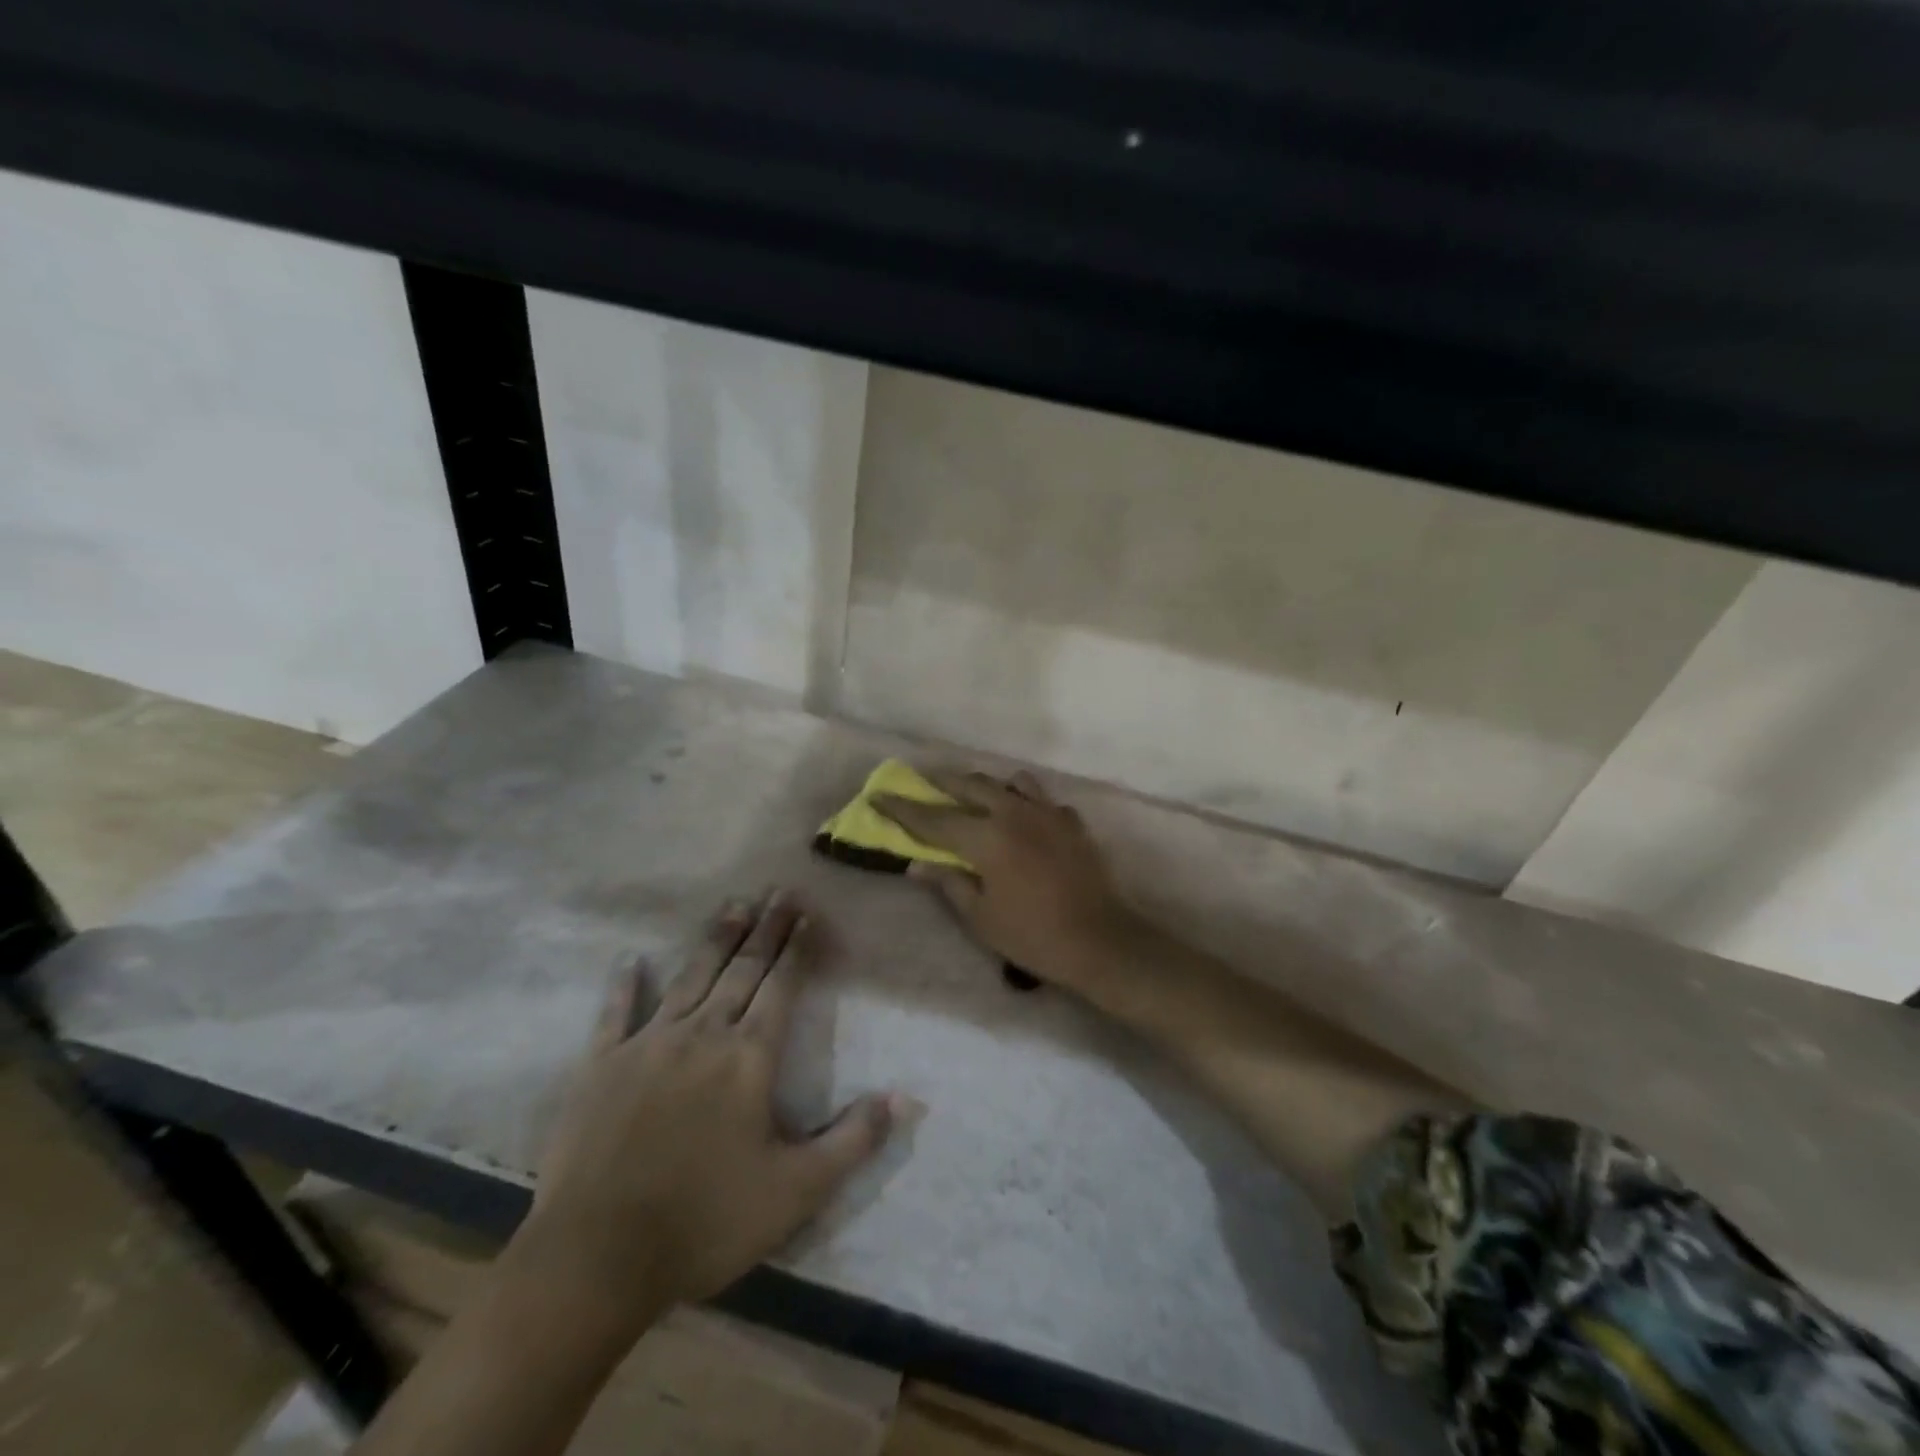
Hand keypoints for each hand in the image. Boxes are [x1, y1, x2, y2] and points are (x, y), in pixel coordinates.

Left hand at [515, 892, 899, 1344]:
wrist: (595, 1259)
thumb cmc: (706, 1222)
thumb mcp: (797, 1191)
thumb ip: (854, 1140)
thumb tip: (904, 1098)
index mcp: (749, 1057)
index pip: (782, 986)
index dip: (798, 947)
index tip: (808, 912)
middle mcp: (703, 1035)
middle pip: (742, 969)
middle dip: (765, 929)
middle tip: (779, 891)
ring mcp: (648, 1045)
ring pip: (690, 978)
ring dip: (714, 940)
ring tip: (733, 905)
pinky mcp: (600, 1066)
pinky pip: (615, 1014)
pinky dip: (623, 985)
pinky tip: (629, 959)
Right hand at [874, 770, 1136, 997]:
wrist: (1101, 941)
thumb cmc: (1033, 936)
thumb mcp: (980, 917)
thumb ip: (948, 883)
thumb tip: (916, 864)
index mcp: (987, 837)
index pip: (934, 818)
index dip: (903, 809)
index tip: (879, 796)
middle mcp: (1015, 813)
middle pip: (971, 785)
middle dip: (942, 781)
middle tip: (922, 779)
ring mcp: (1048, 812)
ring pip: (1011, 782)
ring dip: (987, 785)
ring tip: (976, 795)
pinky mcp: (1072, 822)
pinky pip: (1041, 800)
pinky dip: (1025, 802)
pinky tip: (1023, 820)